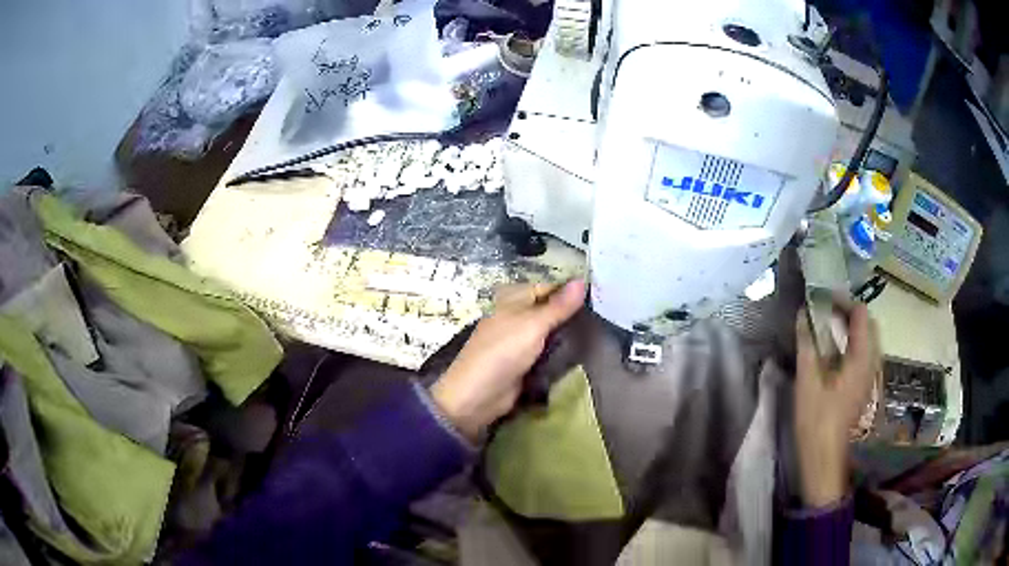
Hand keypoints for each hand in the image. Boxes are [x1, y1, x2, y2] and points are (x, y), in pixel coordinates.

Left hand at [430, 279, 585, 440]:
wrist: (478, 396)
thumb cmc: (502, 352)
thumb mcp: (533, 325)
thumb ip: (558, 306)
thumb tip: (582, 280)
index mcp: (512, 301)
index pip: (547, 288)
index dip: (570, 291)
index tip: (600, 295)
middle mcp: (516, 317)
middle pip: (549, 311)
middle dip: (572, 315)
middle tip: (605, 317)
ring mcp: (519, 342)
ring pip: (550, 333)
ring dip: (569, 335)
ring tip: (601, 333)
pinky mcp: (524, 364)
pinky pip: (547, 353)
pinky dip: (561, 353)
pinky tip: (583, 353)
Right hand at [794, 299, 879, 506]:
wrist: (824, 458)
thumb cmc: (816, 421)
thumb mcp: (807, 381)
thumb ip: (807, 344)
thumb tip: (803, 314)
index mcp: (861, 358)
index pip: (861, 314)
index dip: (843, 301)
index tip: (822, 298)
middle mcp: (871, 363)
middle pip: (868, 324)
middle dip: (849, 312)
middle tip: (825, 310)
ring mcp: (870, 375)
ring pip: (867, 339)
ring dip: (851, 327)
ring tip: (828, 327)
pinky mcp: (864, 386)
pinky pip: (864, 353)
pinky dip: (852, 343)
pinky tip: (834, 352)